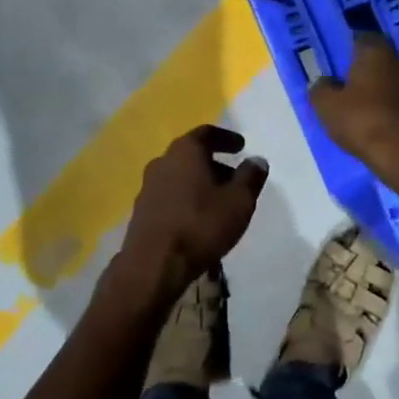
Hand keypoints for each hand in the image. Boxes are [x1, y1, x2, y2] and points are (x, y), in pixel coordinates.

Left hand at [119, 126, 268, 297]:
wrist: (154, 265)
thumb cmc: (201, 225)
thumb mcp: (238, 201)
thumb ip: (250, 177)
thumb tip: (257, 160)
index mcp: (185, 151)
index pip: (206, 133)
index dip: (226, 138)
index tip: (241, 146)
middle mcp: (162, 162)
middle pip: (191, 154)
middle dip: (215, 163)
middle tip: (235, 178)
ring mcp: (148, 187)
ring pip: (179, 176)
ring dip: (200, 183)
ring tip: (219, 201)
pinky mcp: (141, 211)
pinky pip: (170, 195)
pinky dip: (186, 198)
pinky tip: (198, 219)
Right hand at [308, 33, 398, 180]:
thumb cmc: (361, 120)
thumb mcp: (326, 105)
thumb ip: (321, 88)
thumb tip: (323, 82)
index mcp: (375, 52)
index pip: (362, 38)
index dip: (350, 48)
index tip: (340, 61)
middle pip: (381, 59)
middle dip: (367, 69)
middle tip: (350, 84)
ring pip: (394, 80)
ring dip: (383, 88)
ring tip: (366, 105)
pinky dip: (394, 106)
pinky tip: (382, 119)